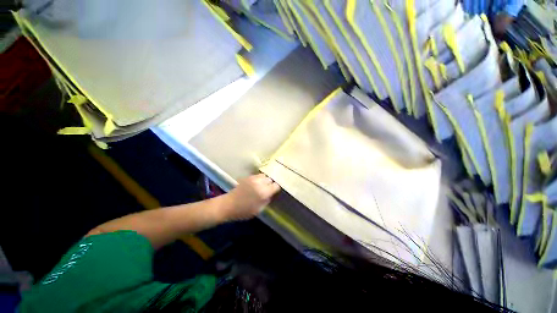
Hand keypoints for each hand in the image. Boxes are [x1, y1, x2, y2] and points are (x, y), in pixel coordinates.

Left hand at [219, 174, 280, 220]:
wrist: (228, 205)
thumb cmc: (244, 211)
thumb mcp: (259, 210)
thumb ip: (267, 200)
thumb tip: (271, 194)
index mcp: (264, 192)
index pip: (276, 186)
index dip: (276, 189)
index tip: (274, 192)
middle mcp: (260, 183)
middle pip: (270, 179)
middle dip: (270, 184)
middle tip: (268, 190)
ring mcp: (253, 178)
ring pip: (264, 176)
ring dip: (264, 180)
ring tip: (262, 186)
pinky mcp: (248, 177)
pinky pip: (257, 176)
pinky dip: (259, 179)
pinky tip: (255, 184)